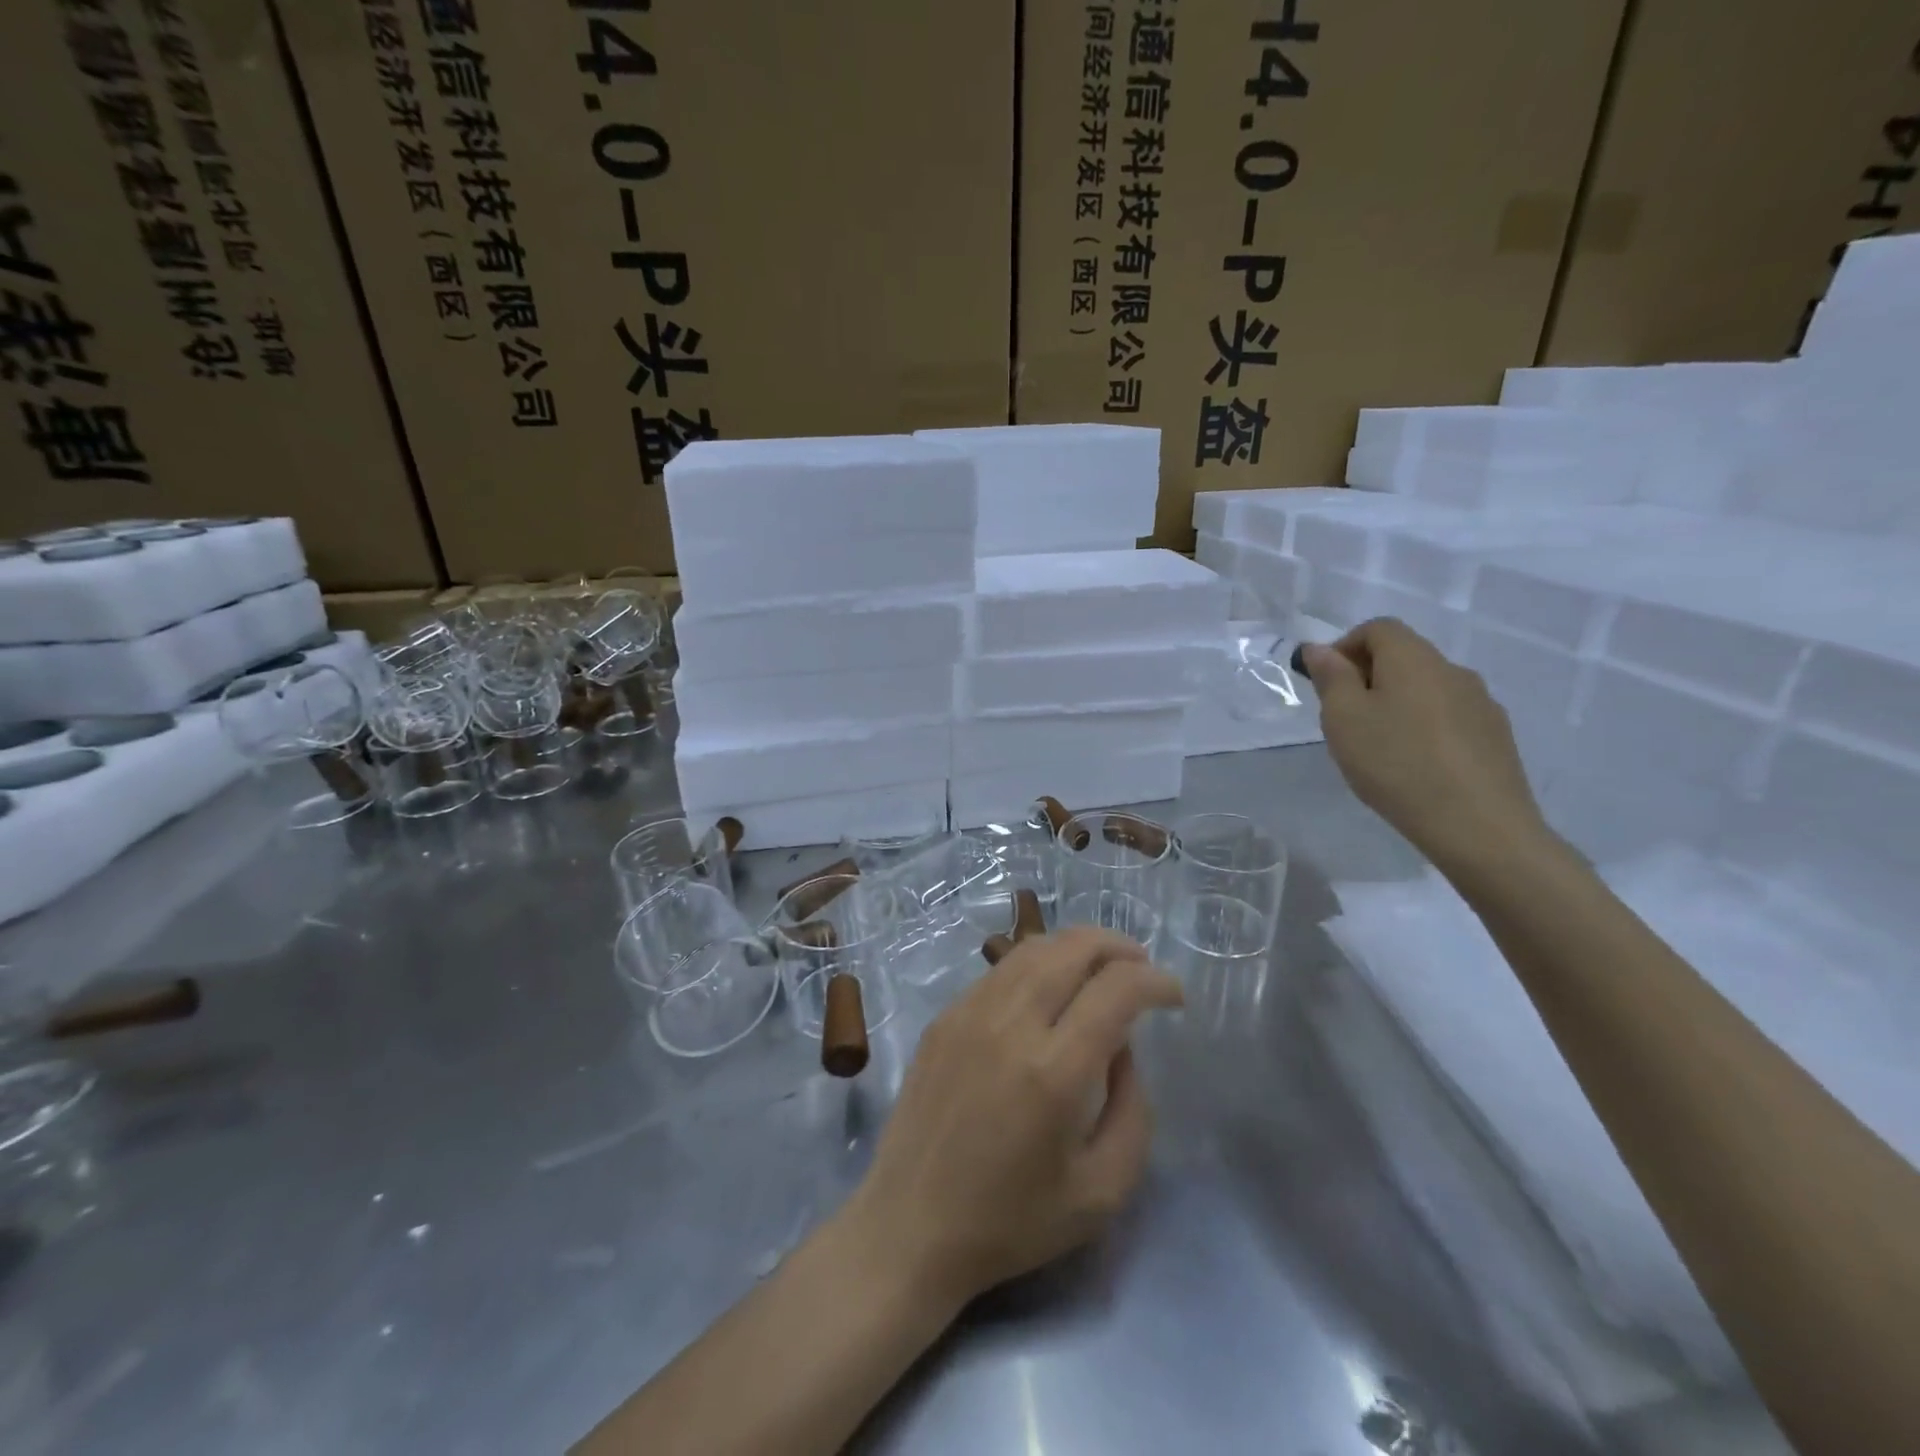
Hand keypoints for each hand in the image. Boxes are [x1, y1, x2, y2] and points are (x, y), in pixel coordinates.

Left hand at [844, 927, 1183, 1309]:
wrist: (909, 1224)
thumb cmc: (1011, 1221)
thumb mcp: (1102, 1192)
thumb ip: (1132, 1110)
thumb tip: (1122, 1046)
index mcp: (1054, 1071)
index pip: (1116, 989)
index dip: (1156, 981)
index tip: (1174, 996)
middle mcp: (1010, 1024)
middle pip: (1073, 948)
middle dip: (1119, 947)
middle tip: (1142, 967)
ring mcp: (970, 1012)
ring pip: (1034, 948)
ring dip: (1077, 947)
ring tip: (1101, 967)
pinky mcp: (945, 1015)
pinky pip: (1001, 969)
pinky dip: (1038, 962)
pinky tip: (1049, 988)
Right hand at [1303, 618, 1549, 874]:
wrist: (1478, 826)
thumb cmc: (1396, 764)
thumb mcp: (1343, 719)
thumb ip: (1331, 678)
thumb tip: (1320, 648)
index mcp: (1414, 658)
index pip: (1377, 628)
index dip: (1344, 647)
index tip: (1325, 685)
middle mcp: (1453, 670)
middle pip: (1404, 656)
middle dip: (1368, 678)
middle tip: (1343, 721)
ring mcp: (1481, 704)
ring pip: (1427, 689)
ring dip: (1397, 704)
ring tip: (1378, 748)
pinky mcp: (1496, 738)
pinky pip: (1449, 718)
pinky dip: (1424, 728)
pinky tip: (1414, 767)